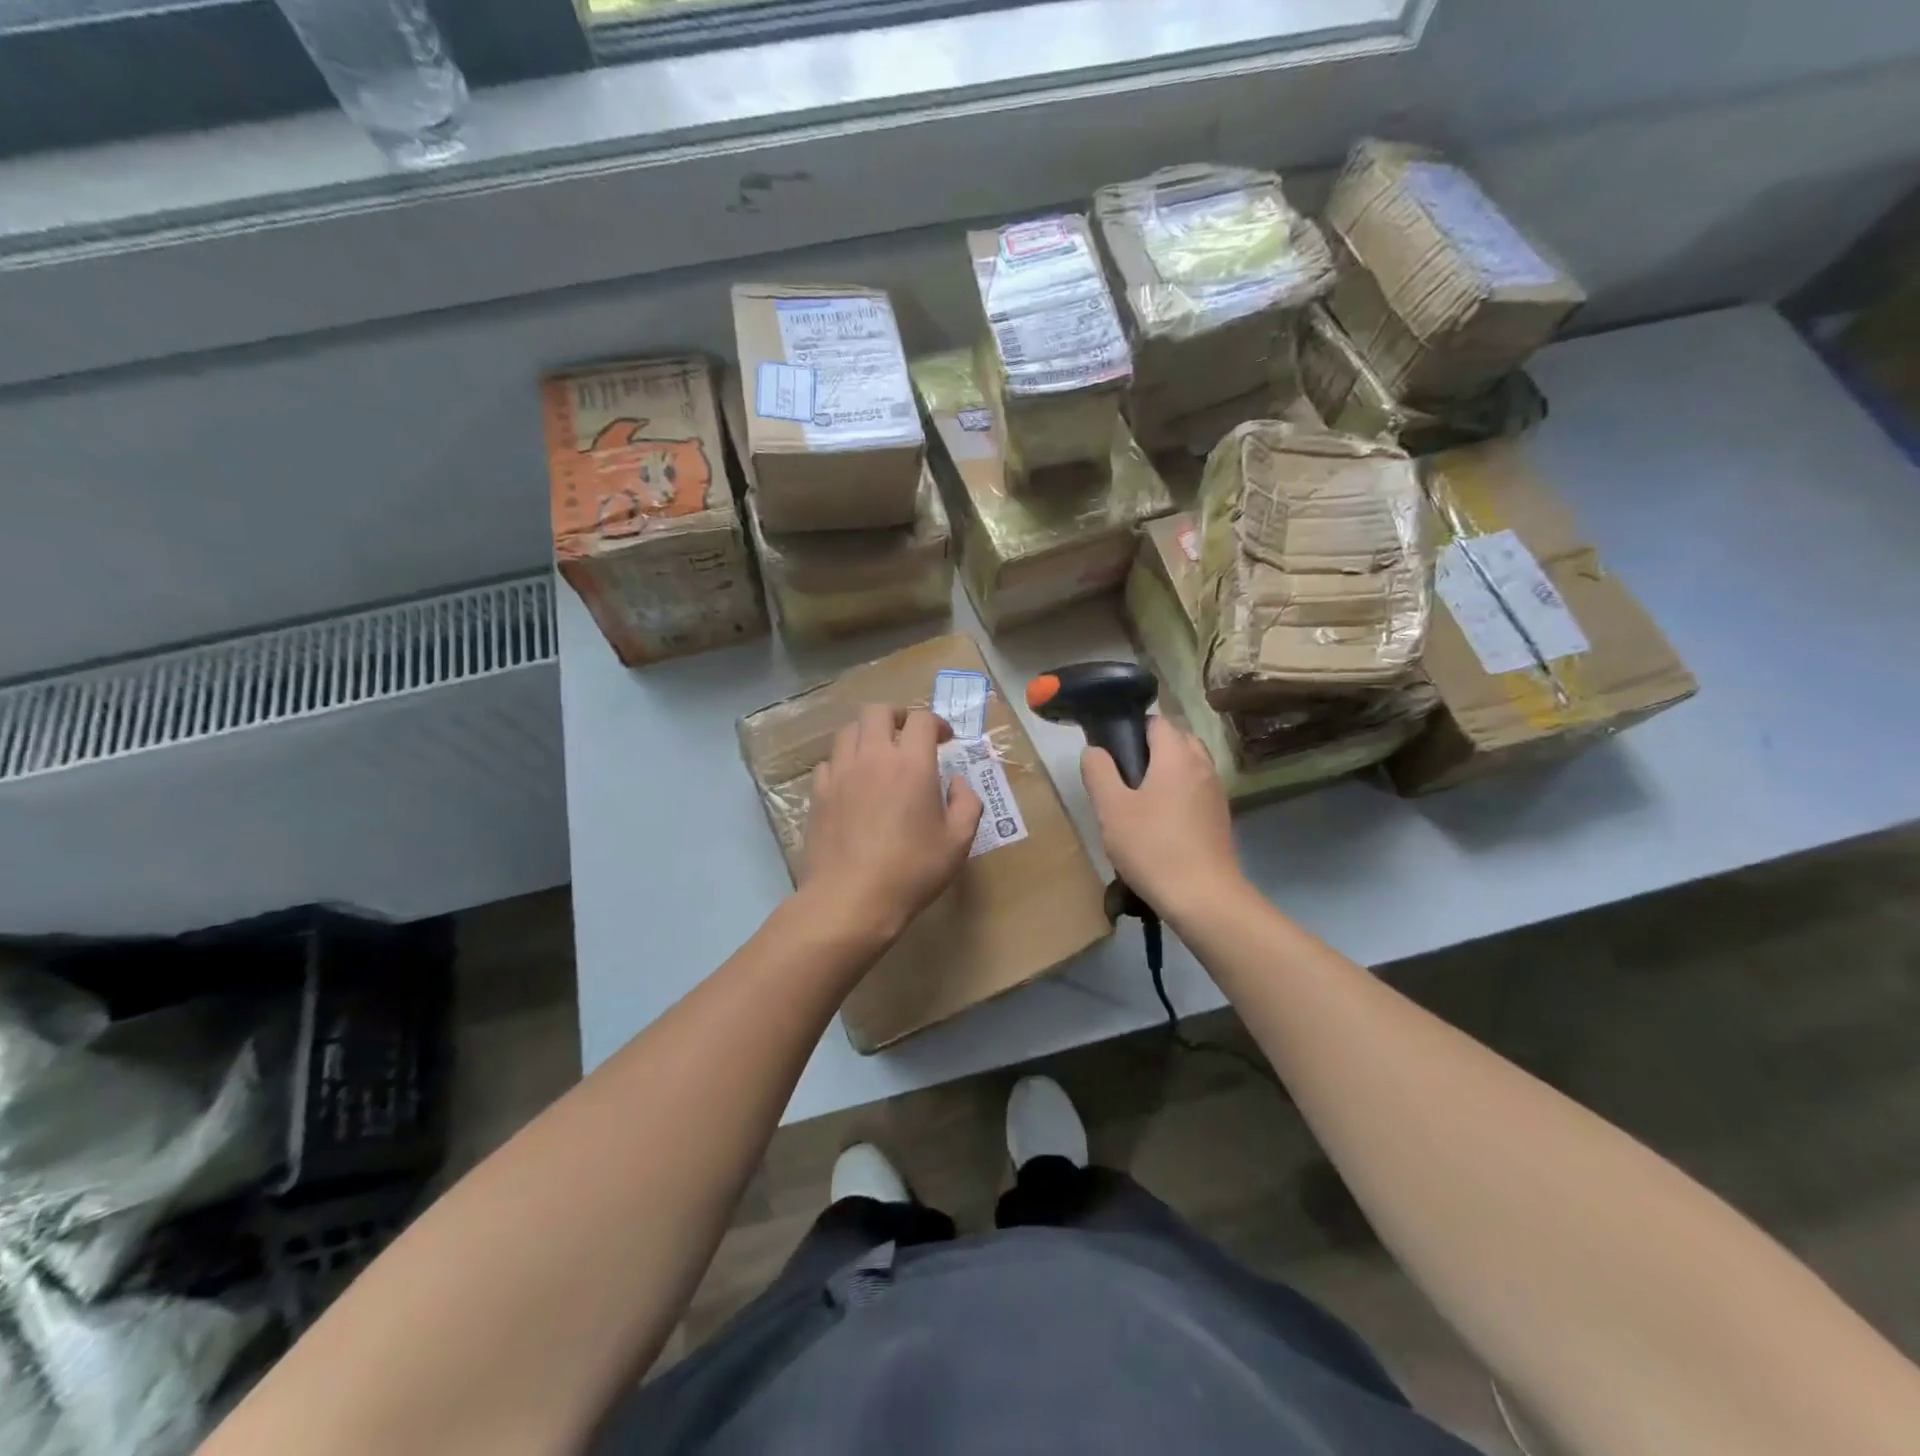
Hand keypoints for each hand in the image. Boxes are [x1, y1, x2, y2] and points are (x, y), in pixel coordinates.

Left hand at [801, 705, 982, 942]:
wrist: (851, 899)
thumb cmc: (912, 871)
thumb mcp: (958, 842)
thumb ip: (967, 804)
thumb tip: (957, 783)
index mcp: (911, 764)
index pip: (921, 719)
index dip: (936, 723)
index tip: (944, 739)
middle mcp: (872, 757)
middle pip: (877, 711)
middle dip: (897, 716)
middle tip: (908, 735)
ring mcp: (840, 773)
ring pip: (848, 730)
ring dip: (867, 734)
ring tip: (879, 755)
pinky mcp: (818, 793)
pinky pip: (829, 762)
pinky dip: (844, 762)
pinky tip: (853, 783)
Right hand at [1081, 715, 1242, 915]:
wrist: (1204, 897)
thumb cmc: (1152, 847)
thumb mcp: (1111, 809)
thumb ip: (1099, 772)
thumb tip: (1094, 750)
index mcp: (1177, 755)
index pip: (1156, 721)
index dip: (1132, 729)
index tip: (1112, 753)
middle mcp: (1202, 765)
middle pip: (1177, 740)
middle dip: (1151, 748)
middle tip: (1123, 776)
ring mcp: (1216, 792)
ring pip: (1189, 765)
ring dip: (1166, 771)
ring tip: (1139, 800)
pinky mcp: (1220, 817)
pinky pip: (1196, 790)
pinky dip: (1179, 793)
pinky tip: (1160, 822)